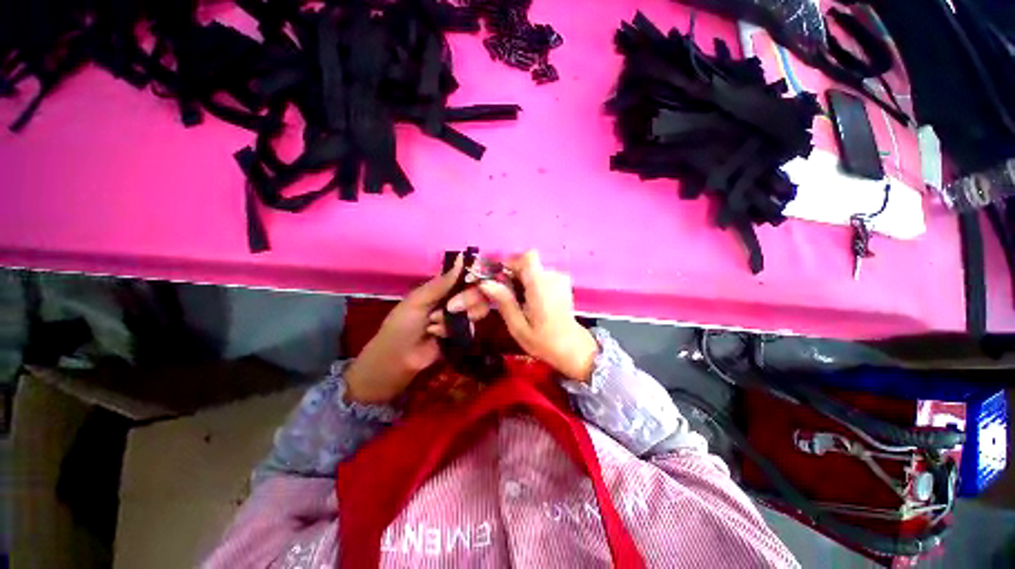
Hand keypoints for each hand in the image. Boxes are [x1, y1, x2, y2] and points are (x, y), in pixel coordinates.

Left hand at [345, 256, 491, 403]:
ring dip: (455, 318)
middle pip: (476, 293)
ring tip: (435, 325)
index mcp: (442, 288)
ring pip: (476, 310)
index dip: (474, 276)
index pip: (466, 276)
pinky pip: (471, 328)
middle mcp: (454, 300)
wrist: (398, 358)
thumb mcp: (418, 300)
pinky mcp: (463, 335)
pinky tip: (439, 336)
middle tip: (450, 308)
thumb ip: (442, 283)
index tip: (477, 279)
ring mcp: (459, 318)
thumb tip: (461, 258)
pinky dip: (454, 331)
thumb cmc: (402, 324)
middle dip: (466, 300)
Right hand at [478, 250, 598, 381]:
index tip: (501, 276)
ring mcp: (560, 279)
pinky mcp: (563, 284)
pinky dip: (533, 284)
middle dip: (514, 274)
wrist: (573, 349)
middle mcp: (552, 276)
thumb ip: (504, 302)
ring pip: (535, 270)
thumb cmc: (544, 341)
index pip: (527, 256)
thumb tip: (485, 283)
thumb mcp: (518, 326)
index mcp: (540, 284)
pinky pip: (543, 276)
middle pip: (529, 263)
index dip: (512, 262)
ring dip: (523, 280)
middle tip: (505, 294)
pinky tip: (530, 301)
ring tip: (518, 301)